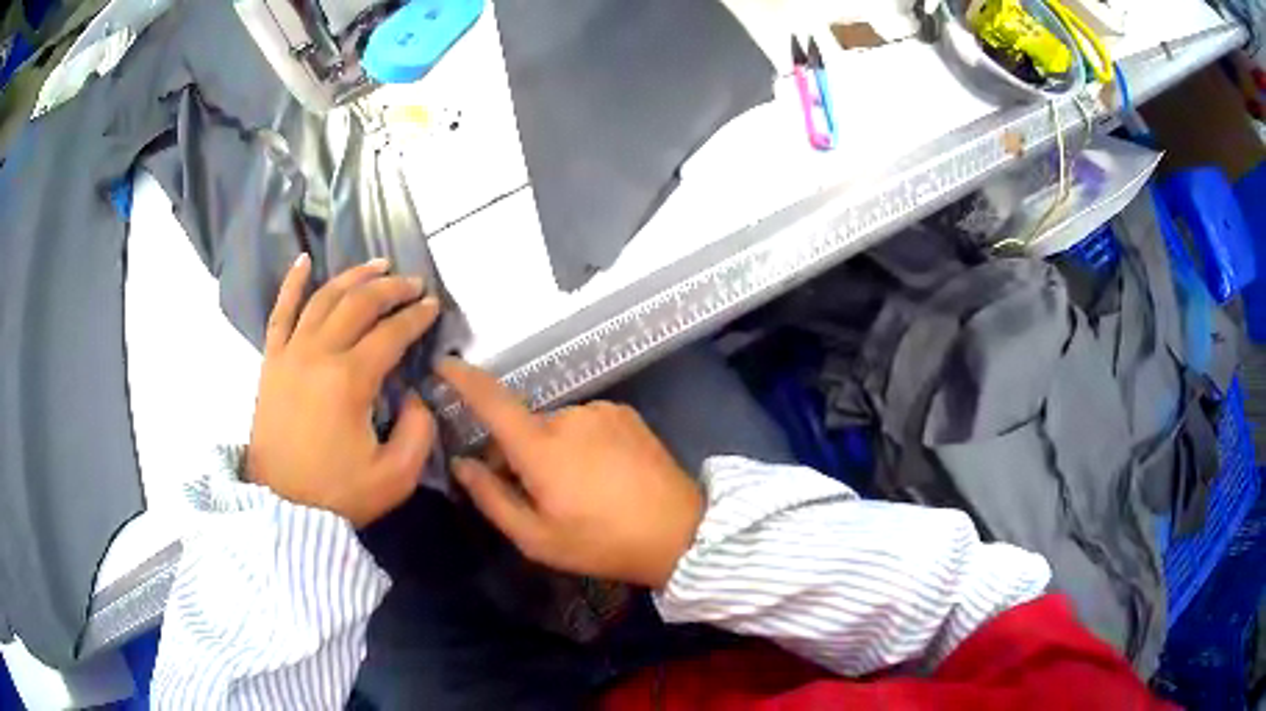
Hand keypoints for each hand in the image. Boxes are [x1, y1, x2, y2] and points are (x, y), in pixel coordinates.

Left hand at [247, 254, 440, 527]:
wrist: (281, 508)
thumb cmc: (338, 495)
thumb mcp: (396, 476)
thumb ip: (419, 431)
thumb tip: (416, 396)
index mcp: (350, 381)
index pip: (391, 333)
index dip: (417, 316)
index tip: (433, 306)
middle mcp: (319, 354)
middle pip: (359, 304)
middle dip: (391, 288)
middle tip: (413, 283)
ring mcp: (290, 353)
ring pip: (323, 298)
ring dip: (352, 277)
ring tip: (376, 266)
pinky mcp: (271, 361)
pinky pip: (280, 312)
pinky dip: (292, 283)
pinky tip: (304, 261)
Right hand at [437, 359, 703, 588]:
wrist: (679, 533)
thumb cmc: (602, 543)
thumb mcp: (537, 538)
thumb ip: (492, 498)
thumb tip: (463, 464)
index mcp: (541, 447)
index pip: (492, 400)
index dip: (463, 379)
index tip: (443, 364)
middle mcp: (568, 416)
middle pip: (524, 426)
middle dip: (517, 453)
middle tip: (533, 495)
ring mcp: (601, 411)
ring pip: (557, 427)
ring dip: (552, 449)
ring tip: (578, 491)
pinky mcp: (625, 414)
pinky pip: (586, 424)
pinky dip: (581, 443)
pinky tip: (603, 476)